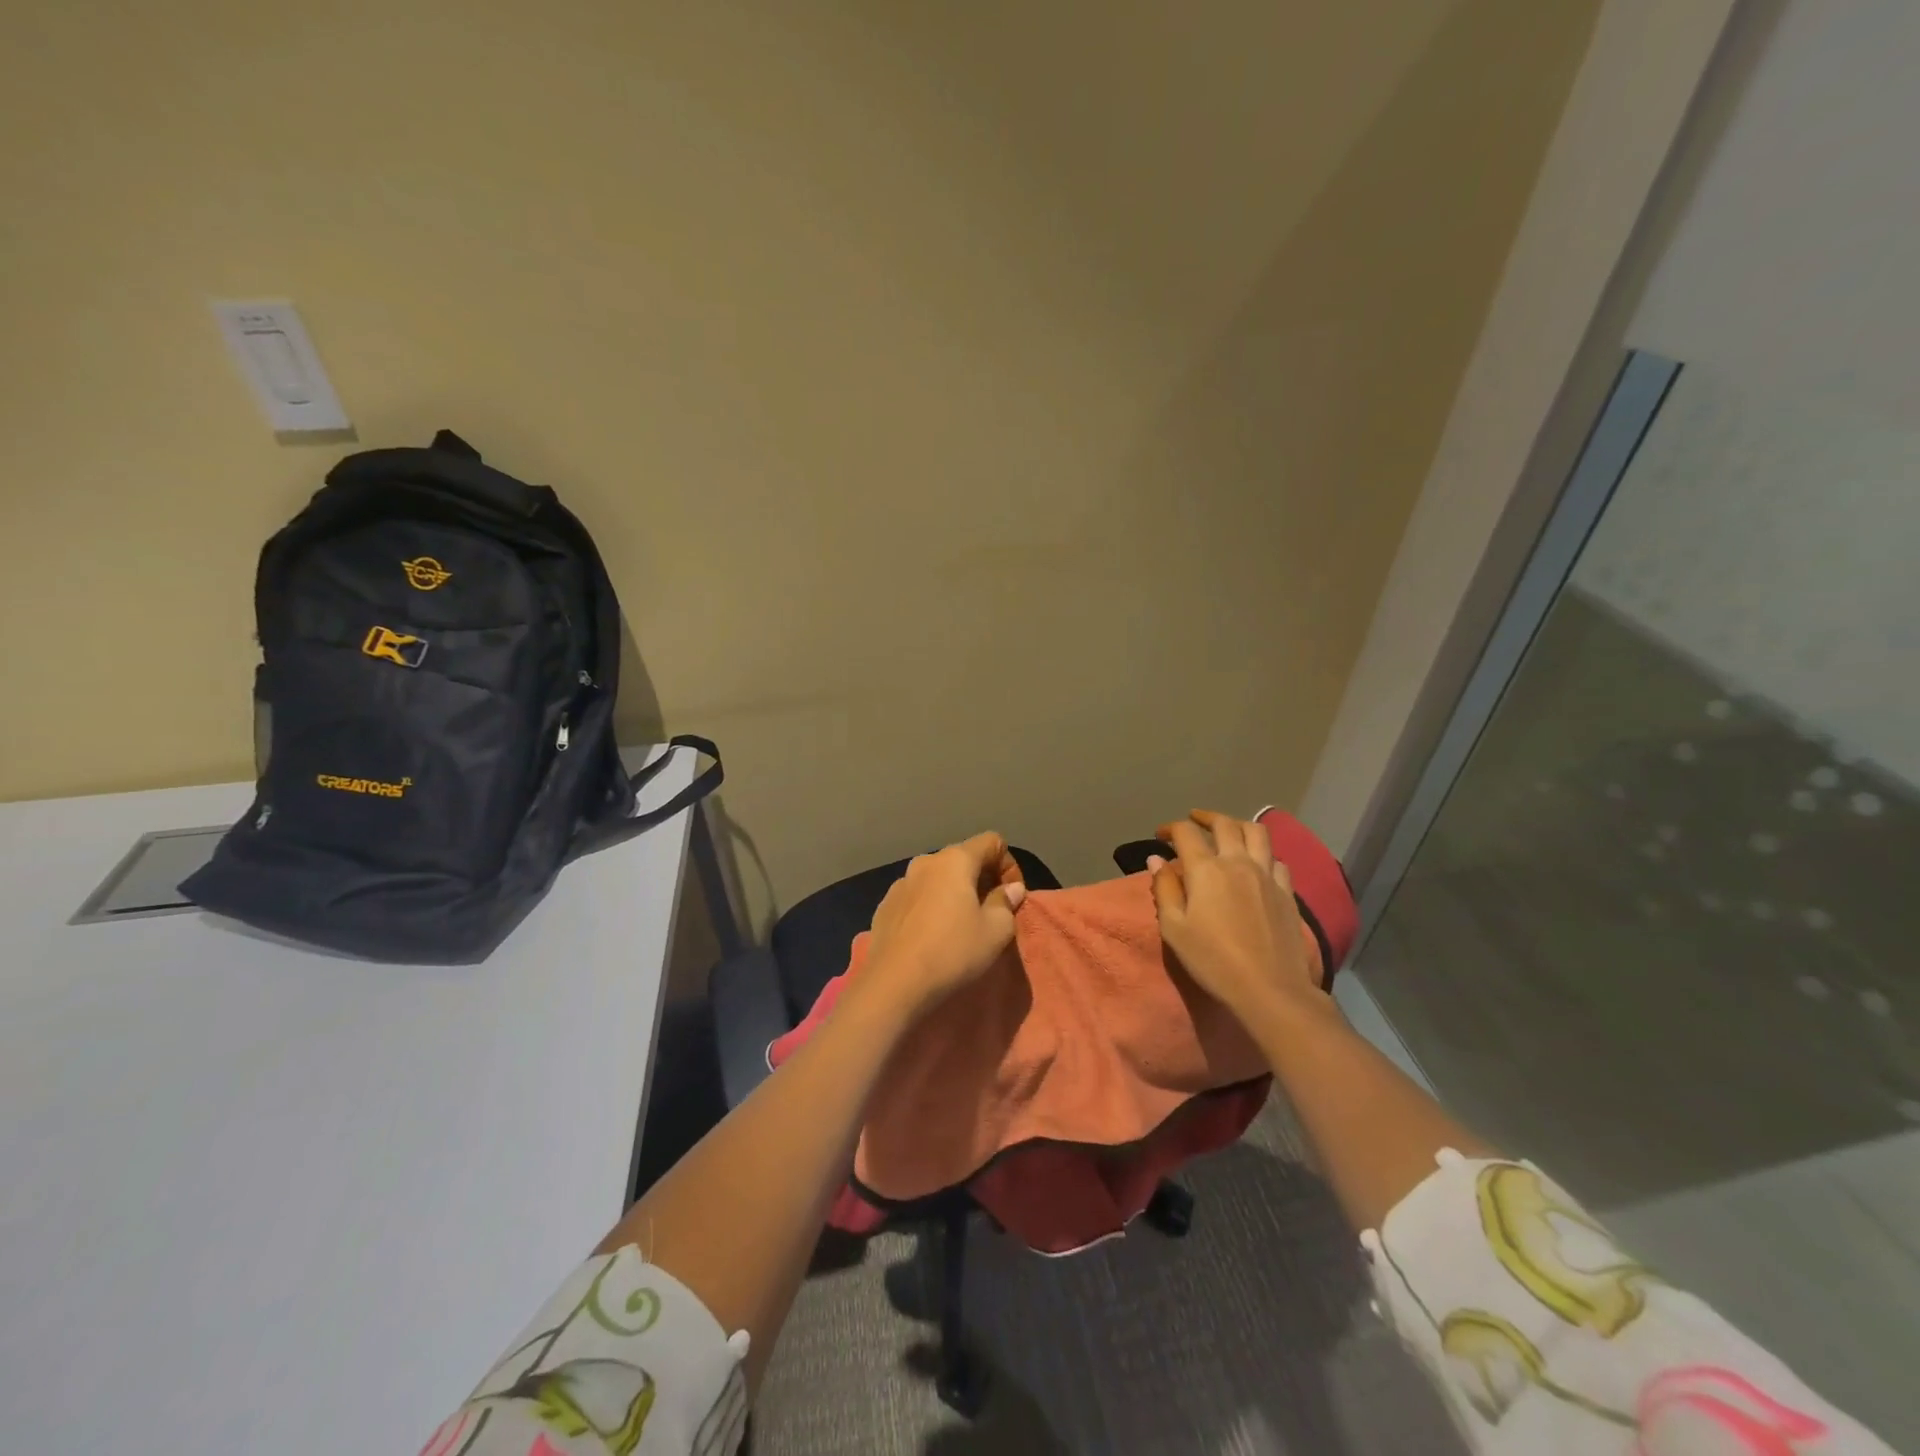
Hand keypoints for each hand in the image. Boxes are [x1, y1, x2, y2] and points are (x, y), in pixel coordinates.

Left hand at [860, 831, 1027, 1019]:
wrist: (893, 983)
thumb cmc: (952, 951)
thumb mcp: (995, 931)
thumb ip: (1006, 902)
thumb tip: (1011, 889)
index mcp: (955, 860)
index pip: (991, 841)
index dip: (1009, 864)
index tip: (1012, 896)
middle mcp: (925, 862)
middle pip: (963, 858)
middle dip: (982, 878)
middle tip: (992, 910)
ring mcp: (901, 882)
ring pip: (938, 877)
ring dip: (955, 892)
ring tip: (961, 923)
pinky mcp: (885, 905)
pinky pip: (917, 896)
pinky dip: (931, 905)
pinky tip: (932, 934)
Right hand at [1149, 809, 1328, 1030]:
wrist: (1269, 988)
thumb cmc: (1213, 960)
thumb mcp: (1174, 929)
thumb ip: (1165, 889)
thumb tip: (1156, 859)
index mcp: (1206, 869)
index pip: (1186, 832)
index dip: (1170, 828)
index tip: (1161, 836)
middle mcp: (1238, 862)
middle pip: (1224, 823)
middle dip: (1205, 817)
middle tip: (1193, 821)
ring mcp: (1267, 875)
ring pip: (1257, 832)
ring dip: (1238, 825)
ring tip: (1228, 831)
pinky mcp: (1287, 892)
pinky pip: (1276, 860)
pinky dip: (1262, 854)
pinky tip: (1256, 864)